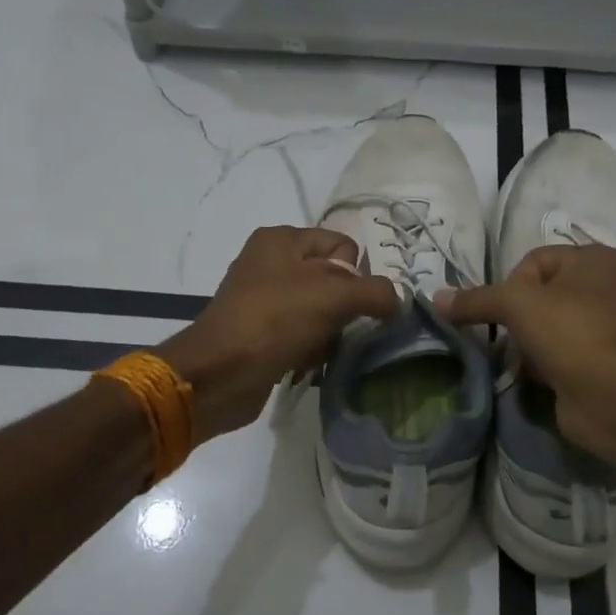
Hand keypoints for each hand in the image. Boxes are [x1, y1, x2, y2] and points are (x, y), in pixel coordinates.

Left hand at [159, 227, 396, 440]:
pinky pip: (301, 333)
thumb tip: (397, 302)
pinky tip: (307, 362)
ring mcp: (262, 298)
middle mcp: (270, 261)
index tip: (350, 304)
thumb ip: (376, 293)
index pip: (343, 245)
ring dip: (329, 332)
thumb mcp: (334, 297)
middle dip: (344, 308)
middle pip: (333, 279)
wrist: (218, 375)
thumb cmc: (275, 321)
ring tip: (321, 350)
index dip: (356, 275)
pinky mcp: (259, 332)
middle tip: (337, 329)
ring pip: (320, 309)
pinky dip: (311, 347)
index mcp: (282, 239)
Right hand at [436, 245, 615, 460]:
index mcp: (599, 258)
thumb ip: (475, 299)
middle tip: (513, 338)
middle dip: (520, 318)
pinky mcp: (610, 361)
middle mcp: (612, 285)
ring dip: (532, 343)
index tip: (505, 313)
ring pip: (553, 326)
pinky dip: (549, 363)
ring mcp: (614, 326)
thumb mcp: (516, 304)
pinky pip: (567, 352)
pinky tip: (541, 377)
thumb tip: (436, 298)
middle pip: (543, 294)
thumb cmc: (570, 333)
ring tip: (525, 361)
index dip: (512, 285)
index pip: (536, 260)